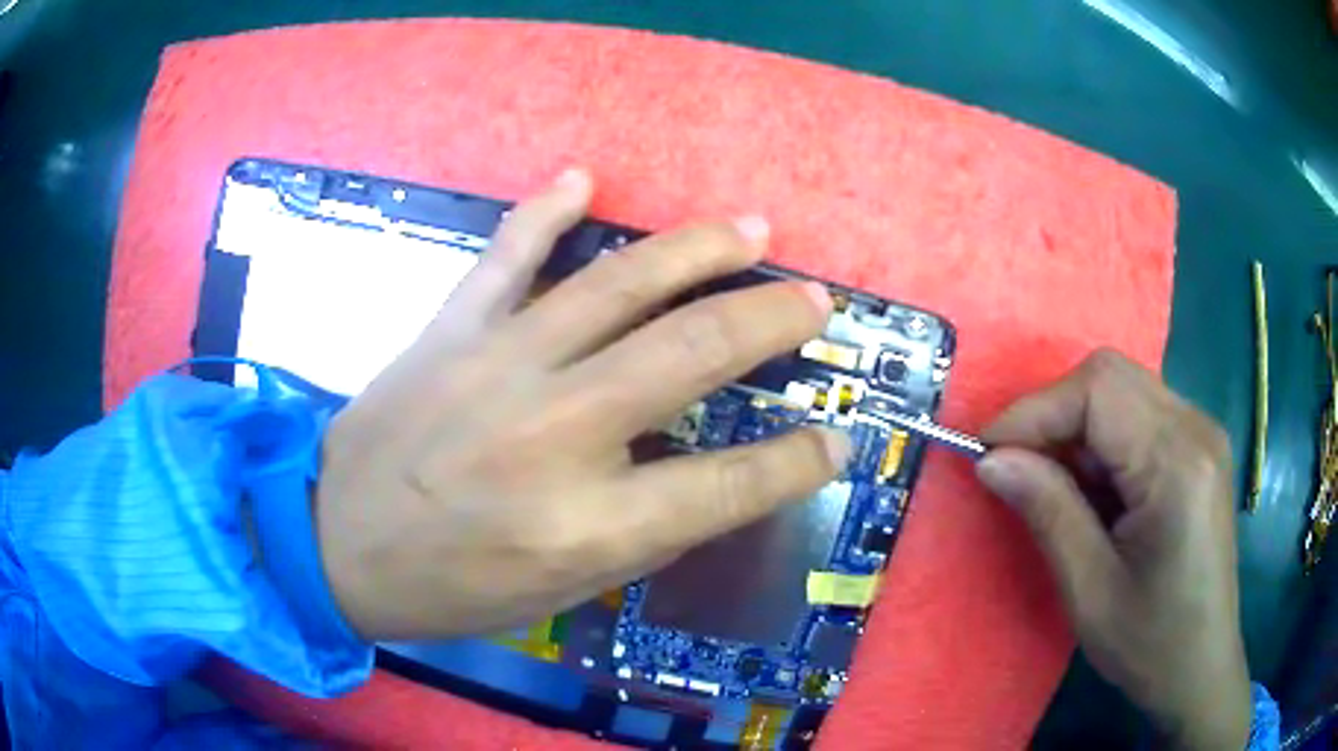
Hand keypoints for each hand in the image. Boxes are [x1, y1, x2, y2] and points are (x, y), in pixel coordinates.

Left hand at [315, 169, 848, 639]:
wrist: (333, 542)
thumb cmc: (447, 588)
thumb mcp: (560, 593)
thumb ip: (641, 534)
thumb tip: (708, 482)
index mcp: (586, 524)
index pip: (729, 485)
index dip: (798, 462)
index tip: (836, 440)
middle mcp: (554, 434)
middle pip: (691, 355)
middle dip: (770, 318)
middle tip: (814, 297)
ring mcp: (497, 367)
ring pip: (618, 284)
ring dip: (696, 249)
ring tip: (750, 227)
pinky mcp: (449, 330)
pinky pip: (507, 254)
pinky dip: (545, 210)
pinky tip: (583, 179)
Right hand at [976, 350, 1249, 749]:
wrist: (1201, 667)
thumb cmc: (1149, 644)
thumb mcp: (1089, 590)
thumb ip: (1047, 512)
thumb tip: (991, 460)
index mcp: (1177, 463)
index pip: (1098, 389)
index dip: (1035, 410)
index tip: (987, 454)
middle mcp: (1196, 427)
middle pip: (1111, 376)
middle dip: (1054, 413)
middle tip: (1019, 469)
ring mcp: (1203, 432)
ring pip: (1123, 389)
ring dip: (1077, 427)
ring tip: (1056, 485)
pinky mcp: (1200, 447)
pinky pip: (1140, 413)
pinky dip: (1103, 438)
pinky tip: (1097, 489)